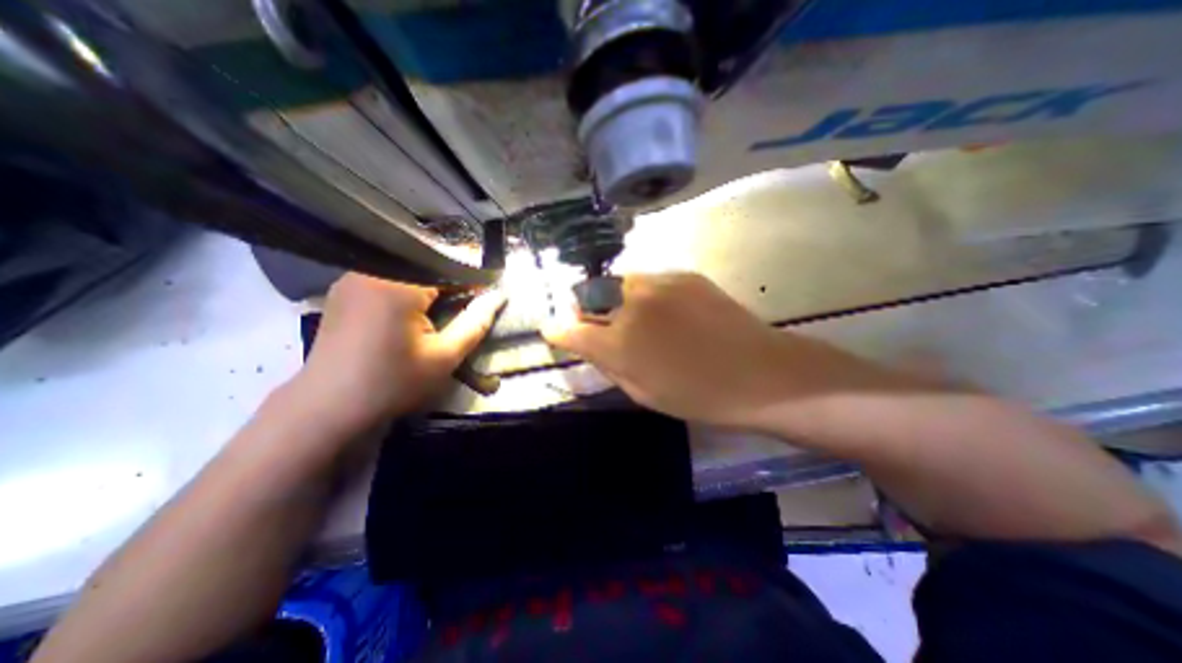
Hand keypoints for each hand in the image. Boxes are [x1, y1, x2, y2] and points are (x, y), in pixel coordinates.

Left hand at [297, 271, 505, 432]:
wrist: (328, 407)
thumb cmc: (393, 383)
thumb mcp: (444, 357)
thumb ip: (475, 323)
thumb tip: (499, 296)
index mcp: (397, 284)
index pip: (447, 266)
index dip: (472, 278)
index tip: (489, 292)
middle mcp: (371, 271)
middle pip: (425, 263)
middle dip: (452, 279)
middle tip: (470, 299)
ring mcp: (352, 278)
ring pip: (405, 268)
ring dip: (430, 282)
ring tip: (447, 303)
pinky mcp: (344, 290)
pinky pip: (385, 276)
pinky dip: (408, 285)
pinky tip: (416, 307)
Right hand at [541, 271, 896, 431]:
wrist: (760, 373)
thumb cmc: (698, 395)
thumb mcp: (641, 392)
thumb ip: (607, 363)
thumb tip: (586, 342)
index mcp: (618, 342)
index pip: (568, 329)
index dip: (557, 330)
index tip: (554, 330)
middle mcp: (631, 304)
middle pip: (590, 296)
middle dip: (587, 310)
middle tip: (599, 324)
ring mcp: (659, 283)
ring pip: (620, 284)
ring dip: (617, 299)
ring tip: (636, 317)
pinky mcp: (684, 274)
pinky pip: (651, 280)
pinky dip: (647, 294)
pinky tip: (667, 311)